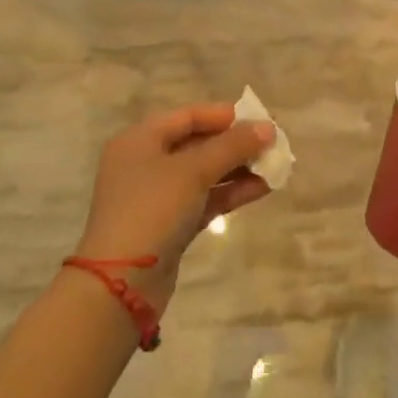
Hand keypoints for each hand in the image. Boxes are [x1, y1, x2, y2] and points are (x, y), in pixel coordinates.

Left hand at [74, 104, 275, 310]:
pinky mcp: (170, 225)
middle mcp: (145, 163)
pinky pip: (205, 199)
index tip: (259, 119)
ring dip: (238, 169)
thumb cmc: (152, 209)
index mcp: (140, 140)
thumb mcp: (193, 171)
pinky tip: (262, 189)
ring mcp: (157, 196)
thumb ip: (232, 146)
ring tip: (274, 167)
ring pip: (204, 174)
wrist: (122, 282)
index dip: (224, 115)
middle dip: (235, 144)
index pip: (187, 117)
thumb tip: (267, 127)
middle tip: (272, 144)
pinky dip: (230, 193)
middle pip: (197, 144)